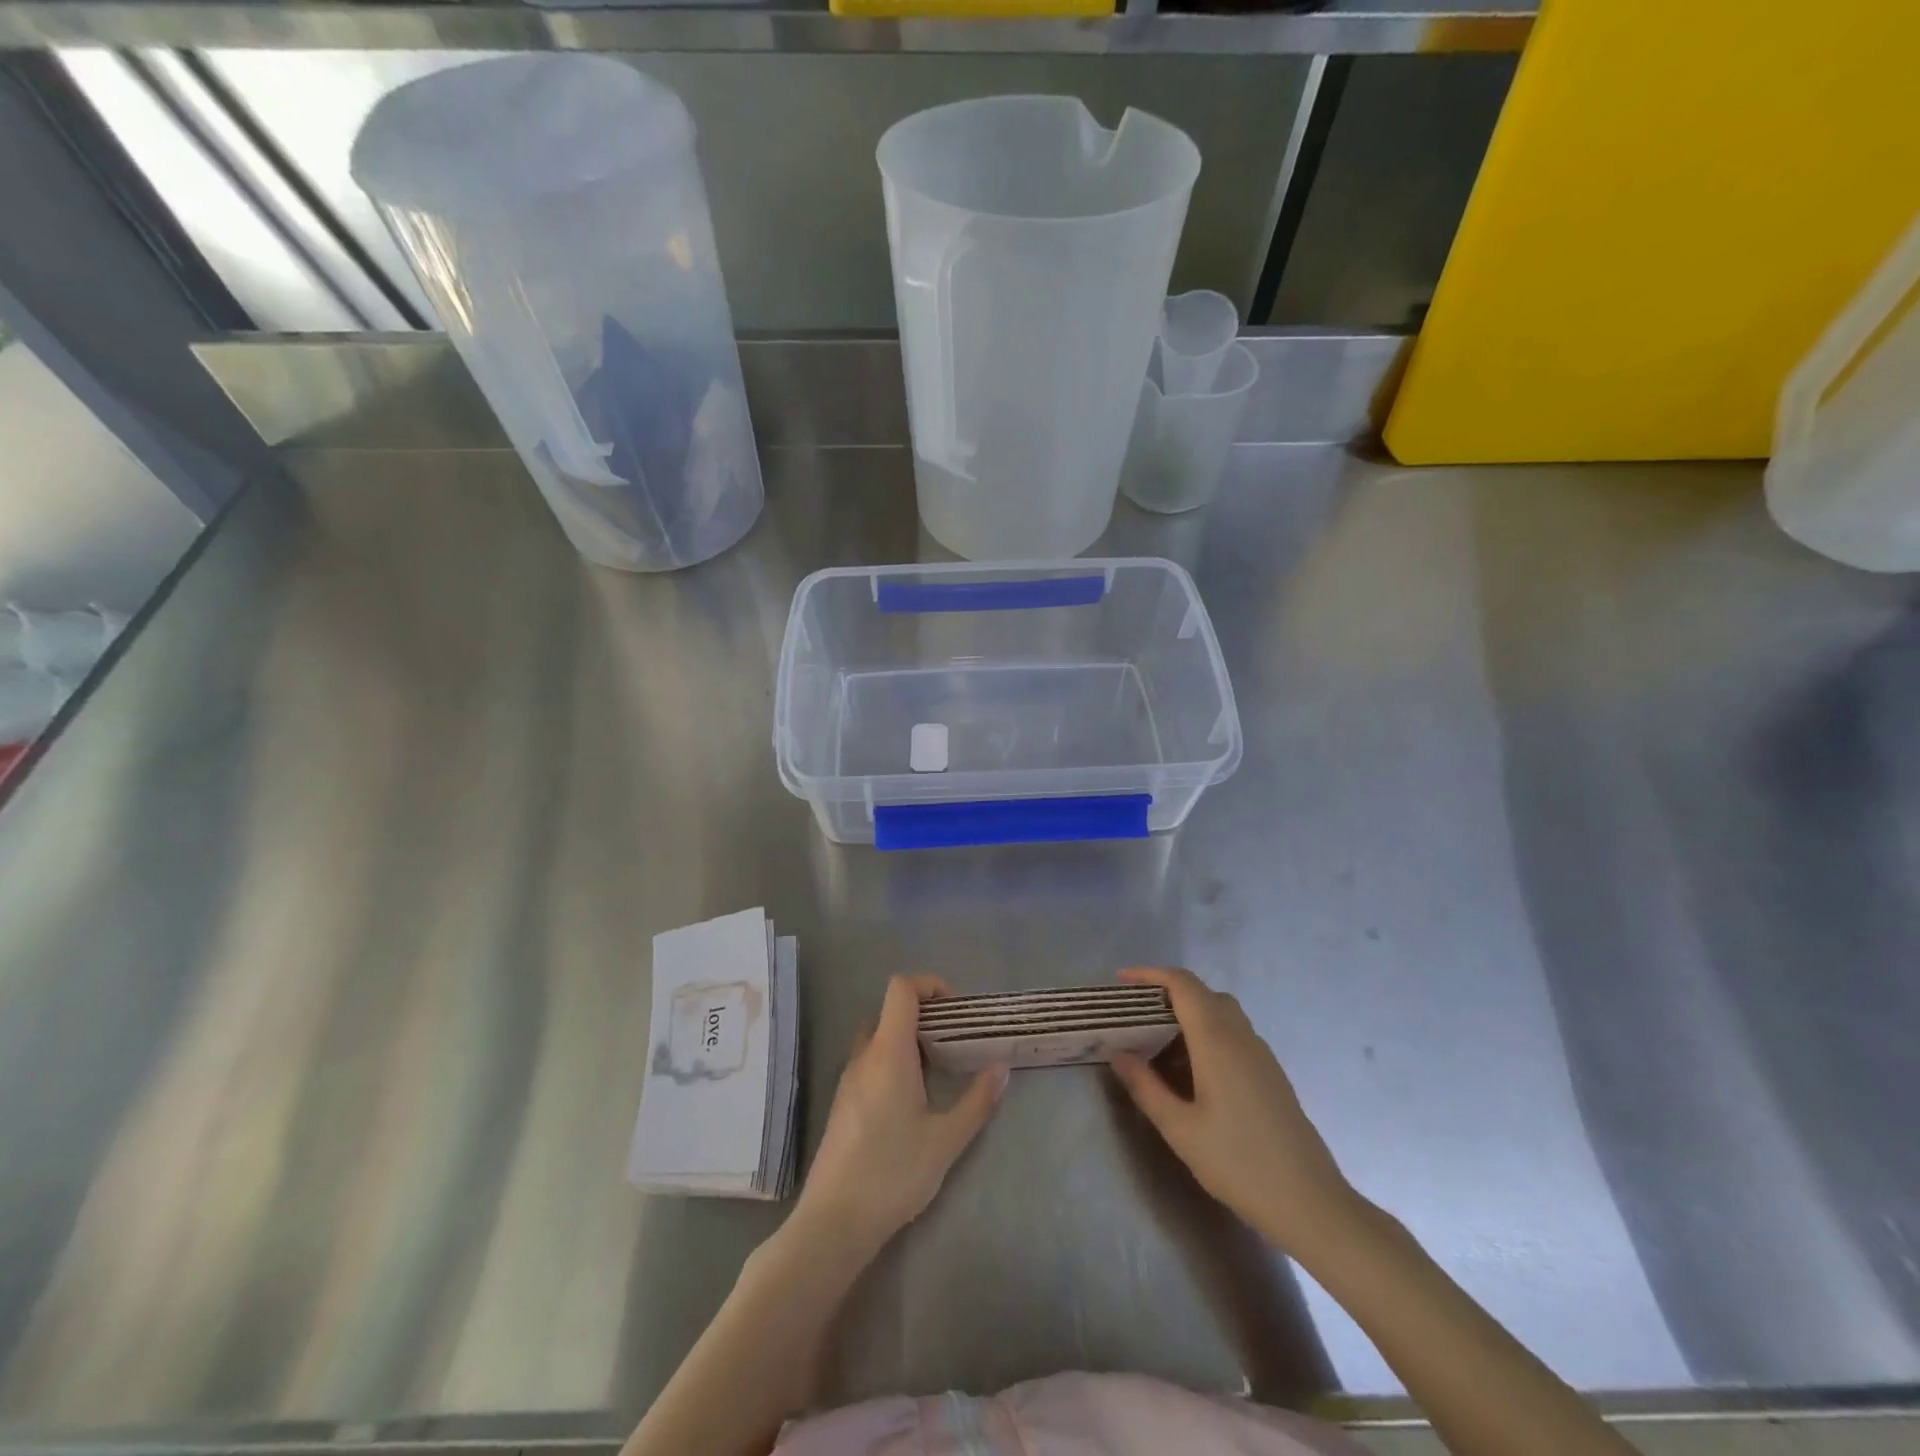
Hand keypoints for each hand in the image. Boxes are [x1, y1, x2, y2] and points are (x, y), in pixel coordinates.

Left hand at [795, 974, 1007, 1255]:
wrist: (833, 1222)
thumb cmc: (893, 1173)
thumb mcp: (946, 1140)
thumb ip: (977, 1101)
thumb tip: (1001, 1068)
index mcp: (889, 1052)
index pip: (901, 989)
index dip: (930, 985)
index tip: (957, 1010)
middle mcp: (864, 1056)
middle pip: (891, 1012)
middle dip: (925, 1016)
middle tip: (954, 1042)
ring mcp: (848, 1080)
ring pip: (878, 1039)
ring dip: (907, 1041)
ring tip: (938, 1072)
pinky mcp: (842, 1103)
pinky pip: (869, 1063)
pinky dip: (892, 1063)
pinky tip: (911, 1102)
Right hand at [1109, 966, 1359, 1257]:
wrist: (1309, 1203)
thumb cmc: (1238, 1163)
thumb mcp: (1179, 1129)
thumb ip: (1145, 1086)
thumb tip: (1119, 1053)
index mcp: (1217, 1040)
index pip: (1183, 984)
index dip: (1150, 974)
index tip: (1122, 981)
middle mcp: (1241, 1036)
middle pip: (1202, 993)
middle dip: (1166, 994)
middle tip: (1135, 1015)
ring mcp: (1260, 1054)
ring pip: (1220, 1013)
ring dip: (1187, 1015)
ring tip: (1157, 1043)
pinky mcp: (1270, 1073)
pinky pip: (1233, 1034)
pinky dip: (1206, 1034)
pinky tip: (1191, 1072)